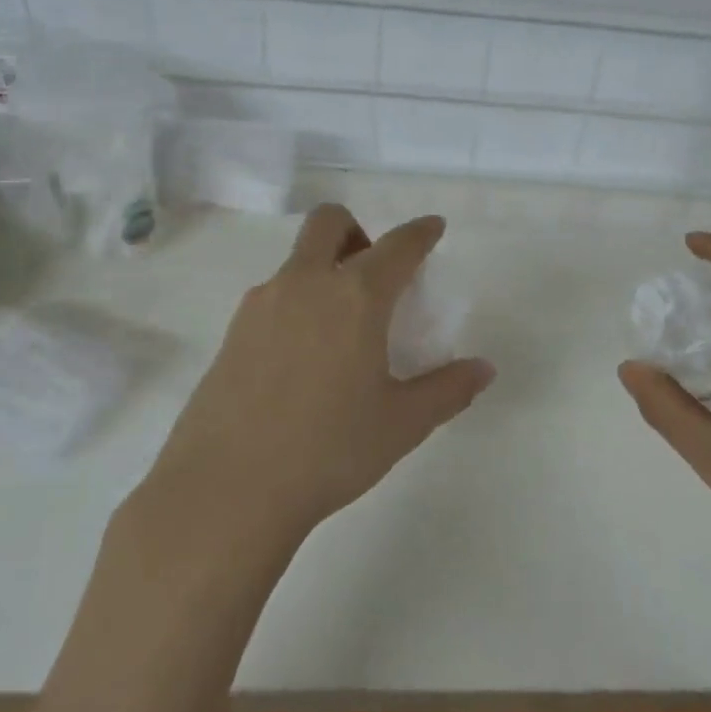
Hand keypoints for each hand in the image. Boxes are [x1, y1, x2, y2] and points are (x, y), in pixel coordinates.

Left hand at [149, 205, 495, 540]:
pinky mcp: (232, 332)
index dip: (420, 232)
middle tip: (374, 273)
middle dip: (357, 230)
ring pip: (297, 259)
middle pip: (329, 222)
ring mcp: (261, 304)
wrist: (227, 489)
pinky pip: (273, 295)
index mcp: (355, 296)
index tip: (433, 228)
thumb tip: (483, 369)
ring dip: (324, 267)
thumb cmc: (328, 450)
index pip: (398, 245)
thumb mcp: (401, 424)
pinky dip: (297, 301)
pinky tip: (303, 356)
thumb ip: (447, 389)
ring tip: (341, 325)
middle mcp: (306, 283)